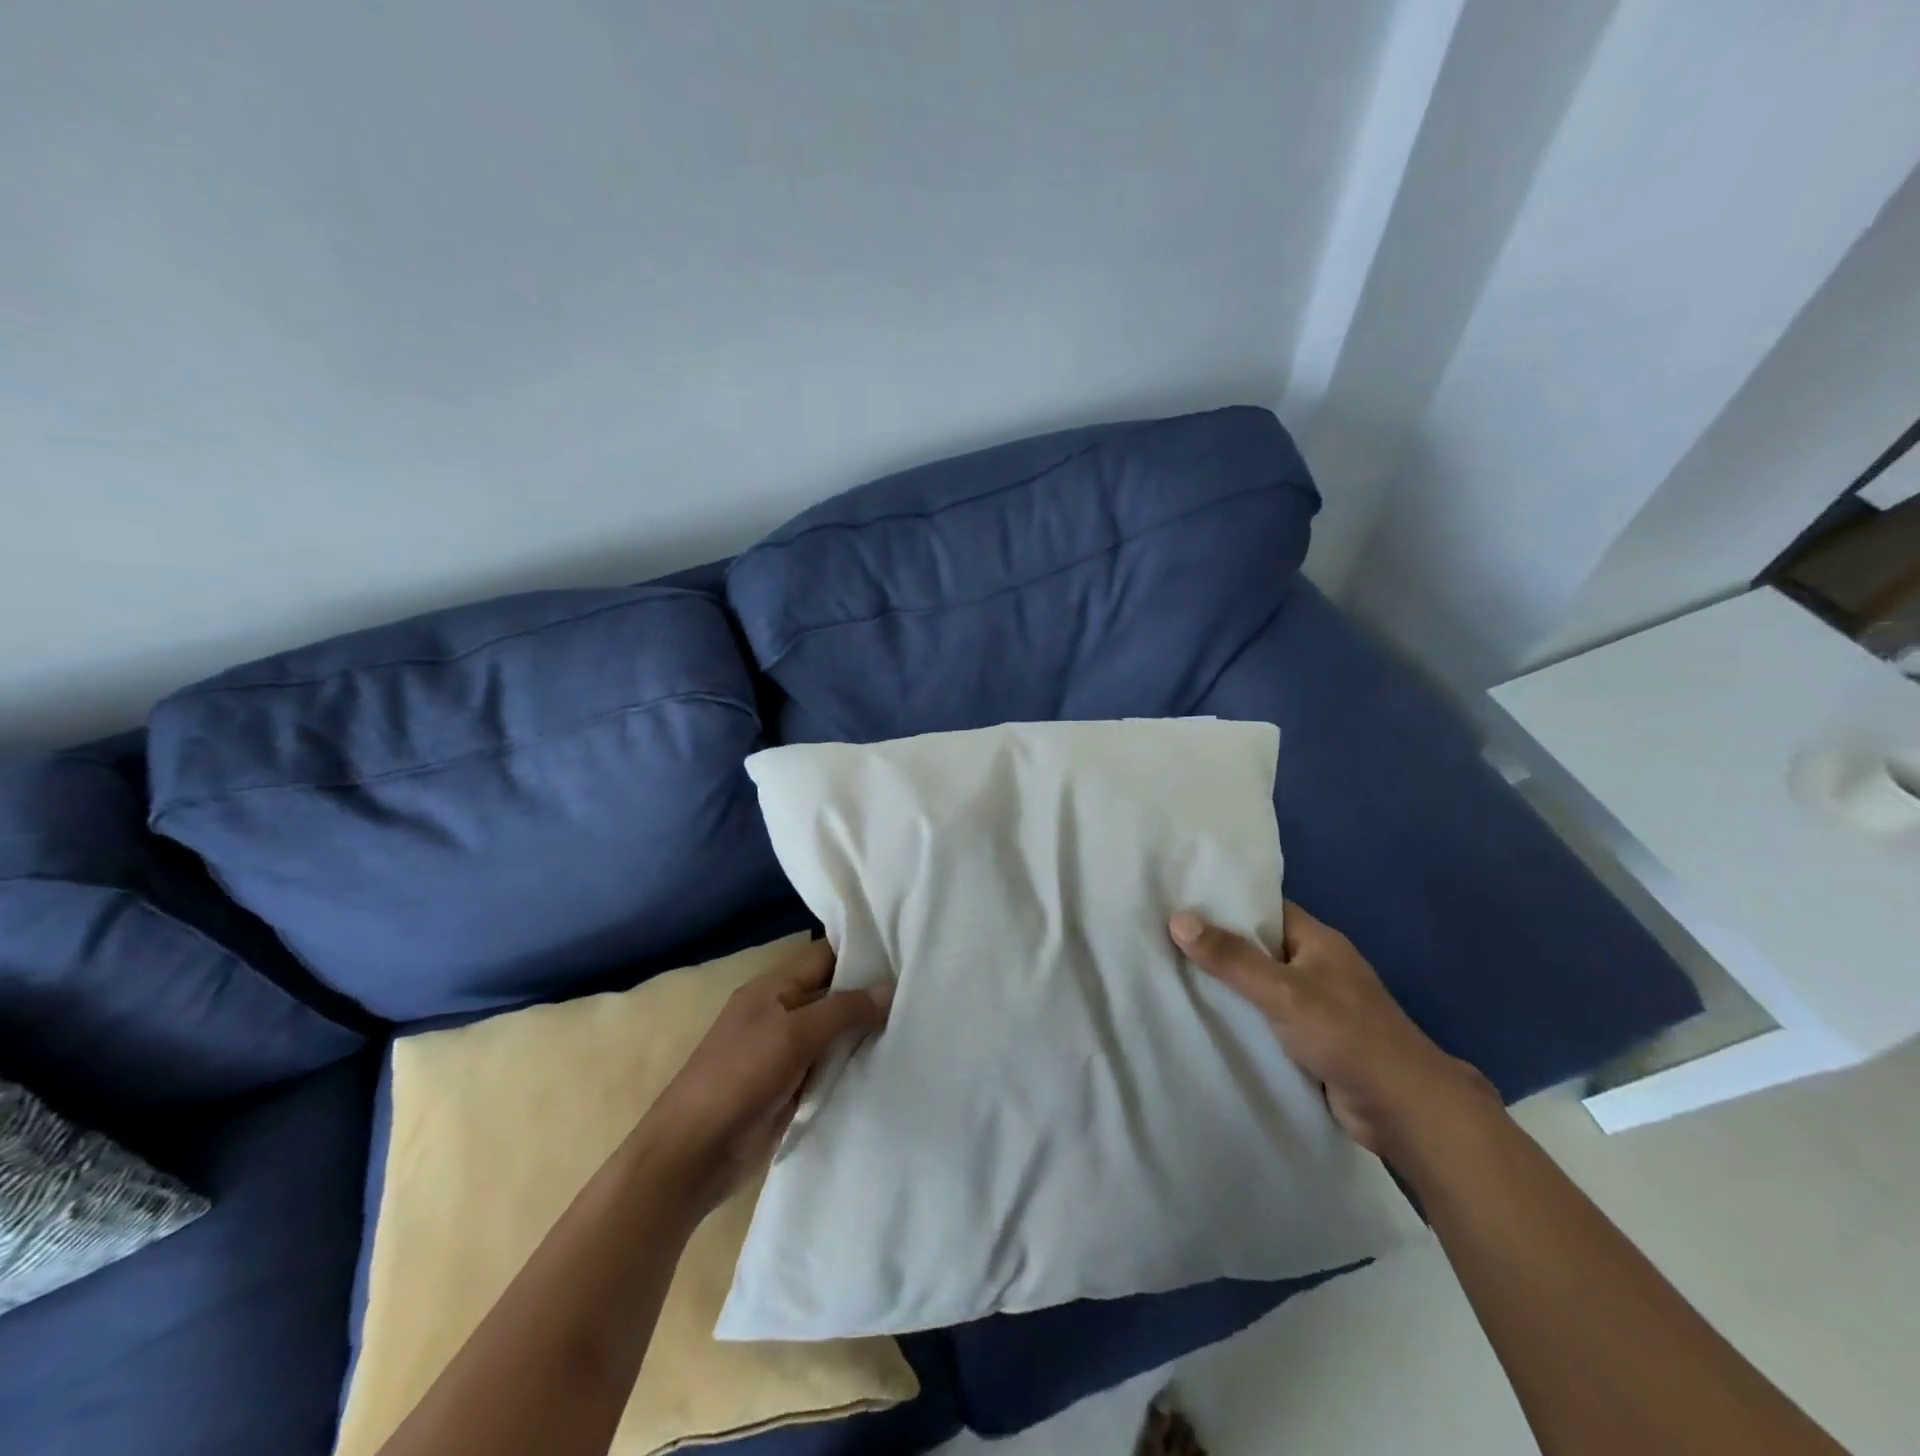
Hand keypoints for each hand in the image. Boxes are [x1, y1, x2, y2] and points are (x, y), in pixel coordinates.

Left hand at [639, 940, 890, 1210]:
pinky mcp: (792, 1088)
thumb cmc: (739, 1077)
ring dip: (865, 1034)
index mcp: (773, 988)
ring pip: (835, 1033)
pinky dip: (853, 1066)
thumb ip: (843, 1009)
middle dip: (870, 995)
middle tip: (922, 994)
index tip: (907, 954)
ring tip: (917, 1026)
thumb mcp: (794, 1034)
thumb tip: (889, 987)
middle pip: (833, 994)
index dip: (862, 953)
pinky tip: (889, 1065)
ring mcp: (786, 1053)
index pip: (825, 956)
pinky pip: (830, 1068)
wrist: (693, 1154)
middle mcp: (781, 1013)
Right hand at [1169, 902, 1493, 1157]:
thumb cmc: (1346, 1035)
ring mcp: (1316, 1005)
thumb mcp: (1282, 990)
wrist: (1404, 1110)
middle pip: (1258, 947)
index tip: (1179, 902)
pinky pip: (1267, 1019)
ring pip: (1260, 986)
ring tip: (1170, 976)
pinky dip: (1242, 1018)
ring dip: (1227, 986)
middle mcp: (1316, 966)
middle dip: (1217, 946)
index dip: (1224, 903)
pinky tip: (1204, 1019)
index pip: (1264, 908)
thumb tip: (1178, 918)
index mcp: (1317, 941)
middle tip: (1162, 940)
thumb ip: (1232, 958)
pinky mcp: (1313, 1041)